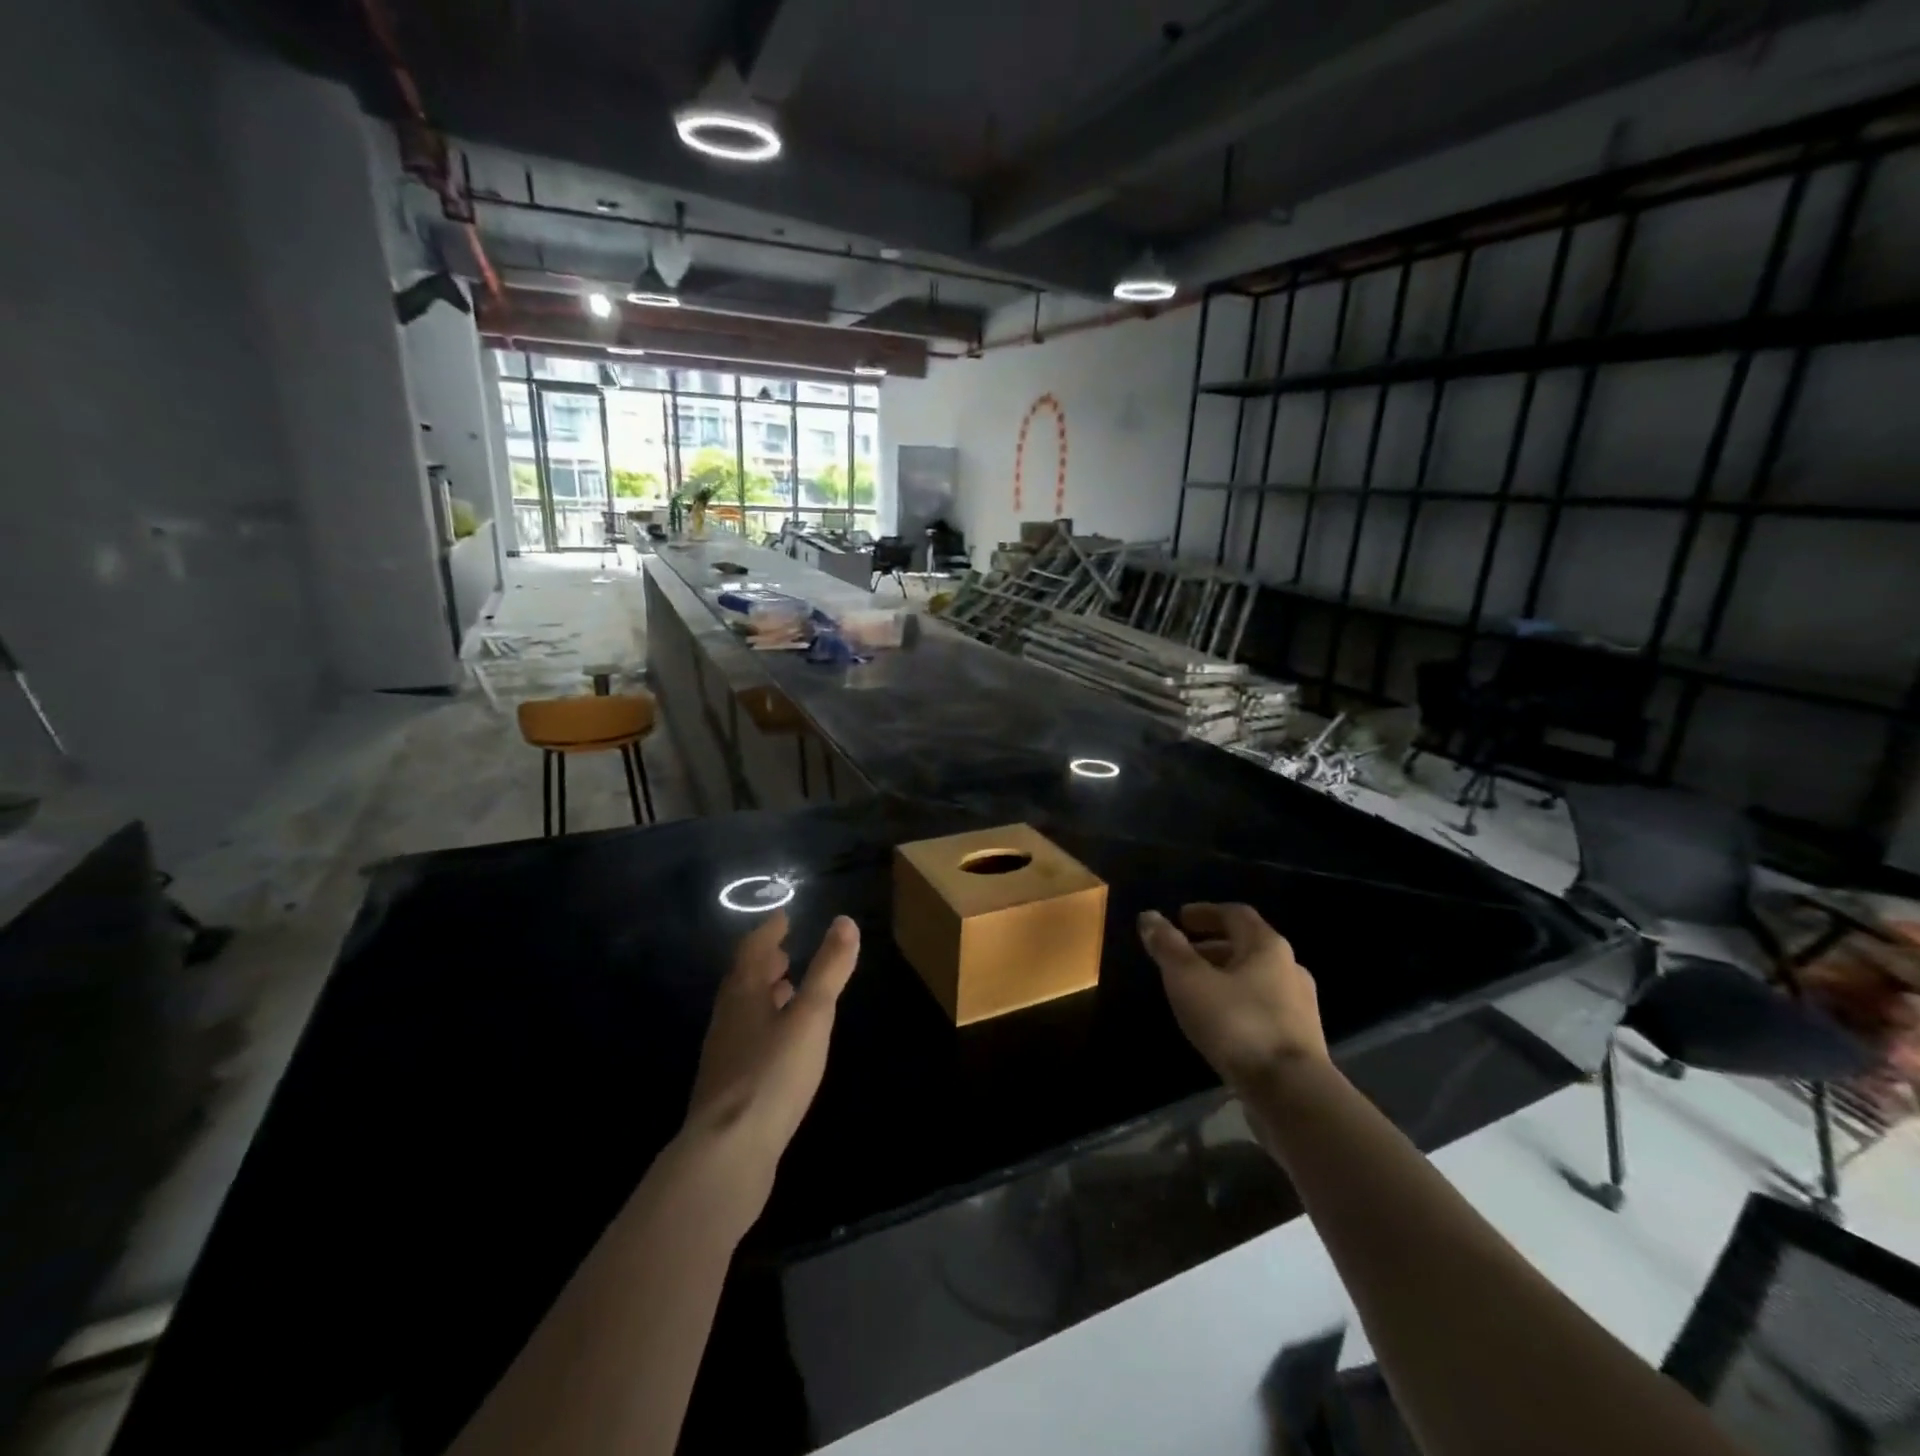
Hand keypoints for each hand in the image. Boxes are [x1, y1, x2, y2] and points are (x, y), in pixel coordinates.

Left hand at [681, 911, 859, 1221]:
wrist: (727, 1154)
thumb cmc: (772, 1074)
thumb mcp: (811, 1016)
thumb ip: (828, 970)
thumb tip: (844, 921)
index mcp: (743, 995)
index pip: (752, 950)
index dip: (768, 931)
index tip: (783, 917)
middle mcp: (728, 1019)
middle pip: (743, 980)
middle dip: (764, 962)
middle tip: (784, 950)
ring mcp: (724, 1055)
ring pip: (743, 1012)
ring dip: (763, 994)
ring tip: (786, 989)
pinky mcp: (729, 1088)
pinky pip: (746, 1040)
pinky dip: (764, 1026)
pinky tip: (780, 1044)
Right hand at [1138, 903, 1326, 1095]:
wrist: (1291, 1093)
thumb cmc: (1236, 1023)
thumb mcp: (1189, 980)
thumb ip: (1168, 946)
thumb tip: (1149, 916)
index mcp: (1266, 946)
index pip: (1235, 914)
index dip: (1205, 912)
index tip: (1180, 918)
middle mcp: (1290, 968)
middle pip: (1247, 946)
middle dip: (1212, 946)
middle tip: (1182, 954)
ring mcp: (1300, 1006)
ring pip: (1256, 978)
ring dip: (1225, 976)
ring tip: (1195, 990)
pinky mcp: (1300, 1039)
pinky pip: (1264, 1007)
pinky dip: (1238, 1003)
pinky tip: (1219, 1022)